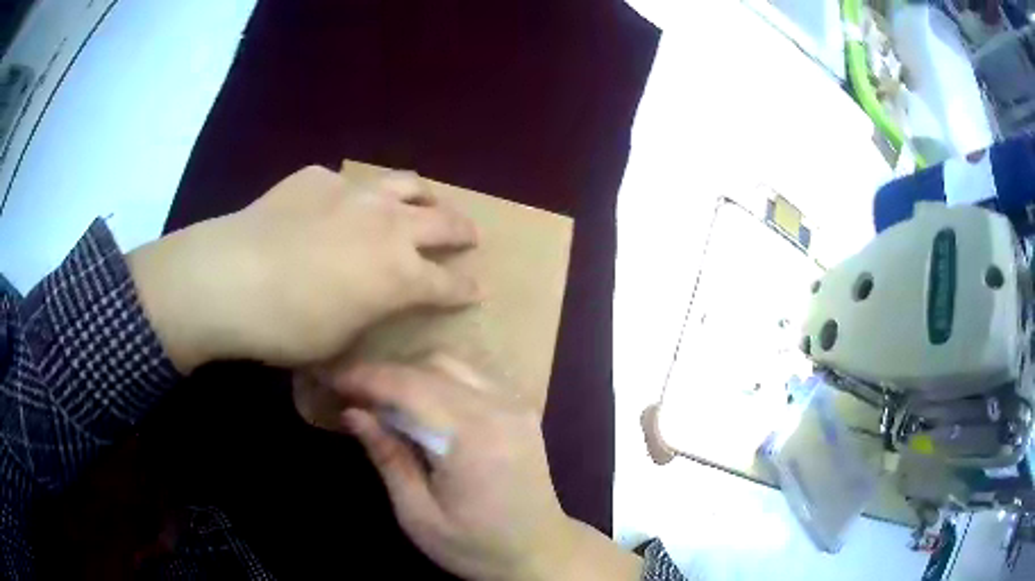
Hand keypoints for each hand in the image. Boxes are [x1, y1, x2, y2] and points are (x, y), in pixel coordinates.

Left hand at [127, 166, 479, 371]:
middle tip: (469, 236)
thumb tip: (375, 302)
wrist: (229, 278)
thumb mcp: (339, 340)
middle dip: (462, 231)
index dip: (466, 288)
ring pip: (406, 184)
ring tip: (424, 202)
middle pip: (443, 221)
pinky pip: (346, 182)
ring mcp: (354, 193)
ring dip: (424, 196)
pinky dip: (353, 196)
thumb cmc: (286, 327)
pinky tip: (334, 207)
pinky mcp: (318, 178)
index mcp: (399, 274)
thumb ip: (369, 314)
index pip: (449, 282)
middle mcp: (388, 225)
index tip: (476, 289)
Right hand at [332, 355, 642, 580]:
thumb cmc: (476, 546)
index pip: (409, 387)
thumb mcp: (419, 515)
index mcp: (471, 439)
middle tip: (352, 393)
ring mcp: (515, 405)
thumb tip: (354, 413)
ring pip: (453, 365)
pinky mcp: (522, 410)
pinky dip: (439, 380)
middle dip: (385, 374)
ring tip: (382, 398)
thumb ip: (388, 457)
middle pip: (431, 368)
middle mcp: (498, 410)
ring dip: (412, 374)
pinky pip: (473, 377)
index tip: (335, 381)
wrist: (540, 553)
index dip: (367, 378)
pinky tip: (422, 403)